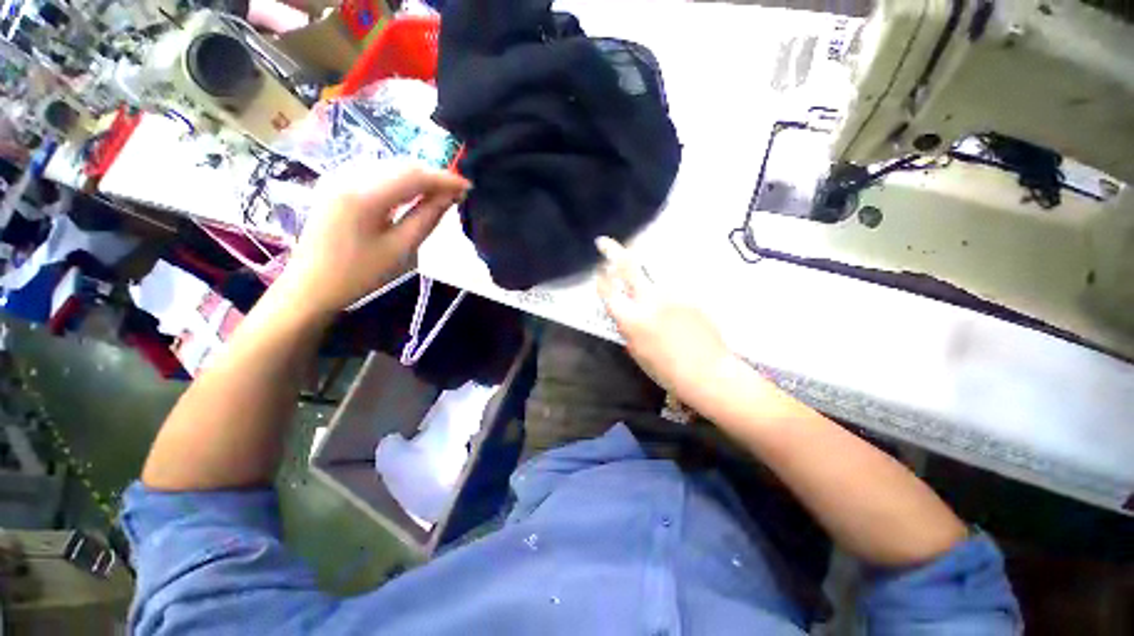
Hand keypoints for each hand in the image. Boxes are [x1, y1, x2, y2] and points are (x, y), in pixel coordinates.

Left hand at [279, 166, 469, 314]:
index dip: (444, 179)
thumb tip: (451, 197)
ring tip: (439, 194)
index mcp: (364, 195)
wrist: (311, 285)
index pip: (414, 175)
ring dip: (417, 177)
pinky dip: (399, 180)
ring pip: (388, 166)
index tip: (468, 186)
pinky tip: (411, 194)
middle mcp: (348, 175)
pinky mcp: (335, 183)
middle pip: (401, 165)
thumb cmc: (360, 274)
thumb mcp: (401, 249)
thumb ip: (427, 218)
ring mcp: (338, 176)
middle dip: (432, 176)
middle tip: (456, 193)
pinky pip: (375, 172)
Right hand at [596, 237, 733, 409]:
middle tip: (603, 242)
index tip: (599, 271)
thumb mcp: (637, 352)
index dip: (600, 279)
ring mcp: (672, 294)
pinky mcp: (689, 295)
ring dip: (643, 280)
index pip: (608, 290)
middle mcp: (649, 300)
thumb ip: (627, 329)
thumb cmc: (666, 370)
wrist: (708, 372)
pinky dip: (666, 297)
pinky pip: (671, 290)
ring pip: (652, 277)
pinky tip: (674, 315)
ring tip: (650, 299)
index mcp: (632, 319)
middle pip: (628, 267)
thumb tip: (625, 314)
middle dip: (613, 251)